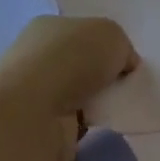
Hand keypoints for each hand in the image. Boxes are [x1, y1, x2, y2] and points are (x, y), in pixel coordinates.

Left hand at [0, 16, 137, 160]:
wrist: (32, 116)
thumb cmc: (70, 60)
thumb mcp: (112, 35)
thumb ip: (121, 48)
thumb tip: (122, 66)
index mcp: (46, 28)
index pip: (80, 33)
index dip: (105, 46)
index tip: (125, 61)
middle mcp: (35, 59)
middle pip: (79, 66)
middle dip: (101, 76)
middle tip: (127, 86)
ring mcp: (33, 98)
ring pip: (76, 98)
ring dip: (95, 105)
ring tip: (120, 109)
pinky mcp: (37, 132)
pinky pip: (73, 127)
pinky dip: (88, 130)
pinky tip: (104, 129)